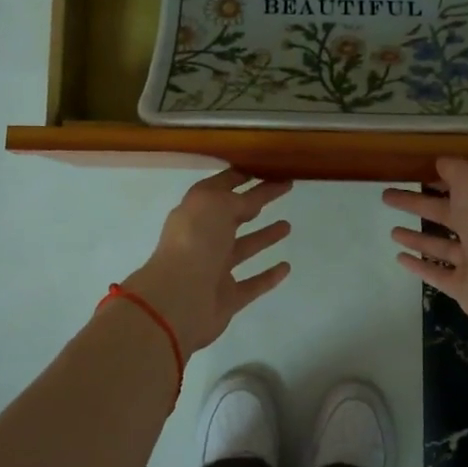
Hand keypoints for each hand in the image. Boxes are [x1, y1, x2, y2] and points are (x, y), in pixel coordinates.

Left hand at [124, 169, 292, 356]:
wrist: (179, 299)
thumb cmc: (195, 243)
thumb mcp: (216, 205)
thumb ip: (237, 200)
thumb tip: (250, 202)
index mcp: (195, 212)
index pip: (221, 188)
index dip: (241, 176)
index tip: (266, 167)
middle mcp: (203, 238)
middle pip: (234, 215)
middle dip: (257, 201)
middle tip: (285, 188)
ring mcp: (214, 269)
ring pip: (244, 248)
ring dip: (264, 236)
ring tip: (287, 226)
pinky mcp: (227, 297)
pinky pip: (252, 284)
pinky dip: (268, 276)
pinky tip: (286, 267)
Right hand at [383, 157, 467, 332]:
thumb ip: (457, 171)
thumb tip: (441, 162)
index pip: (462, 189)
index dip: (440, 180)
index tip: (414, 173)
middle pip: (445, 214)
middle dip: (416, 204)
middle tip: (387, 196)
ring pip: (441, 246)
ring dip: (417, 238)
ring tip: (392, 232)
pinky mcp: (461, 287)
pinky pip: (436, 273)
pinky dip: (418, 265)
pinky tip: (398, 257)